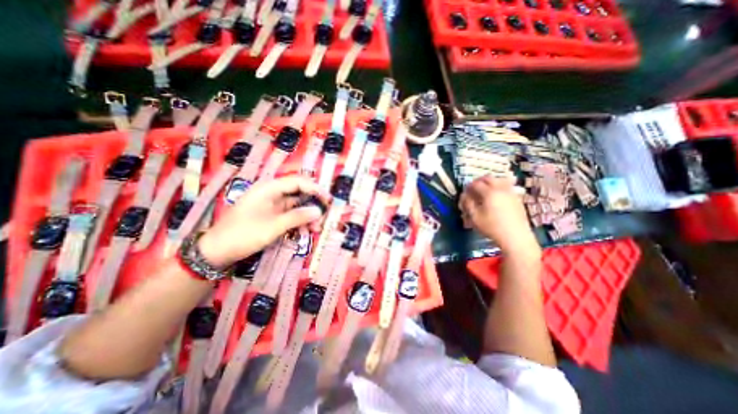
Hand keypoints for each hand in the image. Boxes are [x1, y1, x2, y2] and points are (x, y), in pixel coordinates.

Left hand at [199, 174, 331, 268]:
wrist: (217, 252)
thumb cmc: (243, 235)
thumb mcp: (273, 226)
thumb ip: (297, 217)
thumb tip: (318, 211)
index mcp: (269, 189)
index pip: (298, 182)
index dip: (315, 189)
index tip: (328, 200)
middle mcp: (272, 193)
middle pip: (299, 193)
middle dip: (313, 205)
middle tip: (324, 217)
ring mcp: (272, 205)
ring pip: (296, 206)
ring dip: (307, 216)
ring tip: (316, 229)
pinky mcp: (272, 216)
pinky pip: (290, 215)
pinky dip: (299, 222)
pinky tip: (306, 232)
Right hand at [459, 175, 540, 259]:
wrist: (515, 237)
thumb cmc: (492, 227)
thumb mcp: (474, 217)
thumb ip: (468, 204)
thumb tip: (464, 195)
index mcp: (489, 192)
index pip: (475, 184)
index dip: (468, 186)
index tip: (464, 191)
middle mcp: (500, 189)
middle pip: (488, 178)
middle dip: (479, 181)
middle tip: (473, 188)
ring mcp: (511, 192)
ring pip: (499, 180)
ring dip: (490, 182)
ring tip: (485, 190)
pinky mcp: (517, 198)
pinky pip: (507, 186)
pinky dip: (499, 186)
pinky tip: (496, 195)